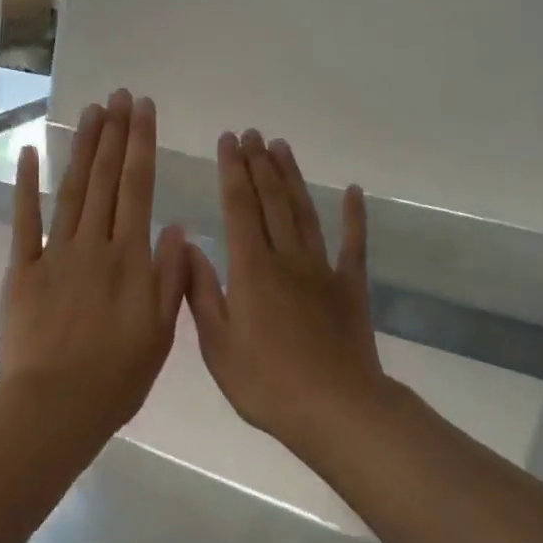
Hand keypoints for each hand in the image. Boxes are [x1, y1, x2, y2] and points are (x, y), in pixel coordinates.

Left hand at [0, 90, 188, 443]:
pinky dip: (27, 185)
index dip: (141, 145)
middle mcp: (94, 245)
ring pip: (72, 190)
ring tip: (91, 112)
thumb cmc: (116, 378)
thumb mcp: (160, 333)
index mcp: (131, 260)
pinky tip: (31, 153)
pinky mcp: (22, 269)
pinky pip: (25, 220)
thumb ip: (170, 277)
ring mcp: (55, 254)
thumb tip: (176, 227)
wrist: (55, 405)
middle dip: (114, 134)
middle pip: (107, 180)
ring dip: (83, 149)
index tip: (143, 111)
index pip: (139, 189)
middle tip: (118, 96)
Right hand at [187, 131, 396, 453]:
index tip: (227, 141)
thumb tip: (188, 245)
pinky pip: (353, 245)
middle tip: (251, 133)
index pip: (238, 208)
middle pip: (271, 201)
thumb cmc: (266, 383)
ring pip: (305, 213)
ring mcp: (322, 271)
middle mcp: (286, 259)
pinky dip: (354, 216)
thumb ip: (201, 292)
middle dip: (259, 164)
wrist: (335, 409)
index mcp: (251, 270)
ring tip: (281, 147)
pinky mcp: (351, 288)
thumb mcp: (217, 345)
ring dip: (292, 178)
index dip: (232, 172)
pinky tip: (352, 192)